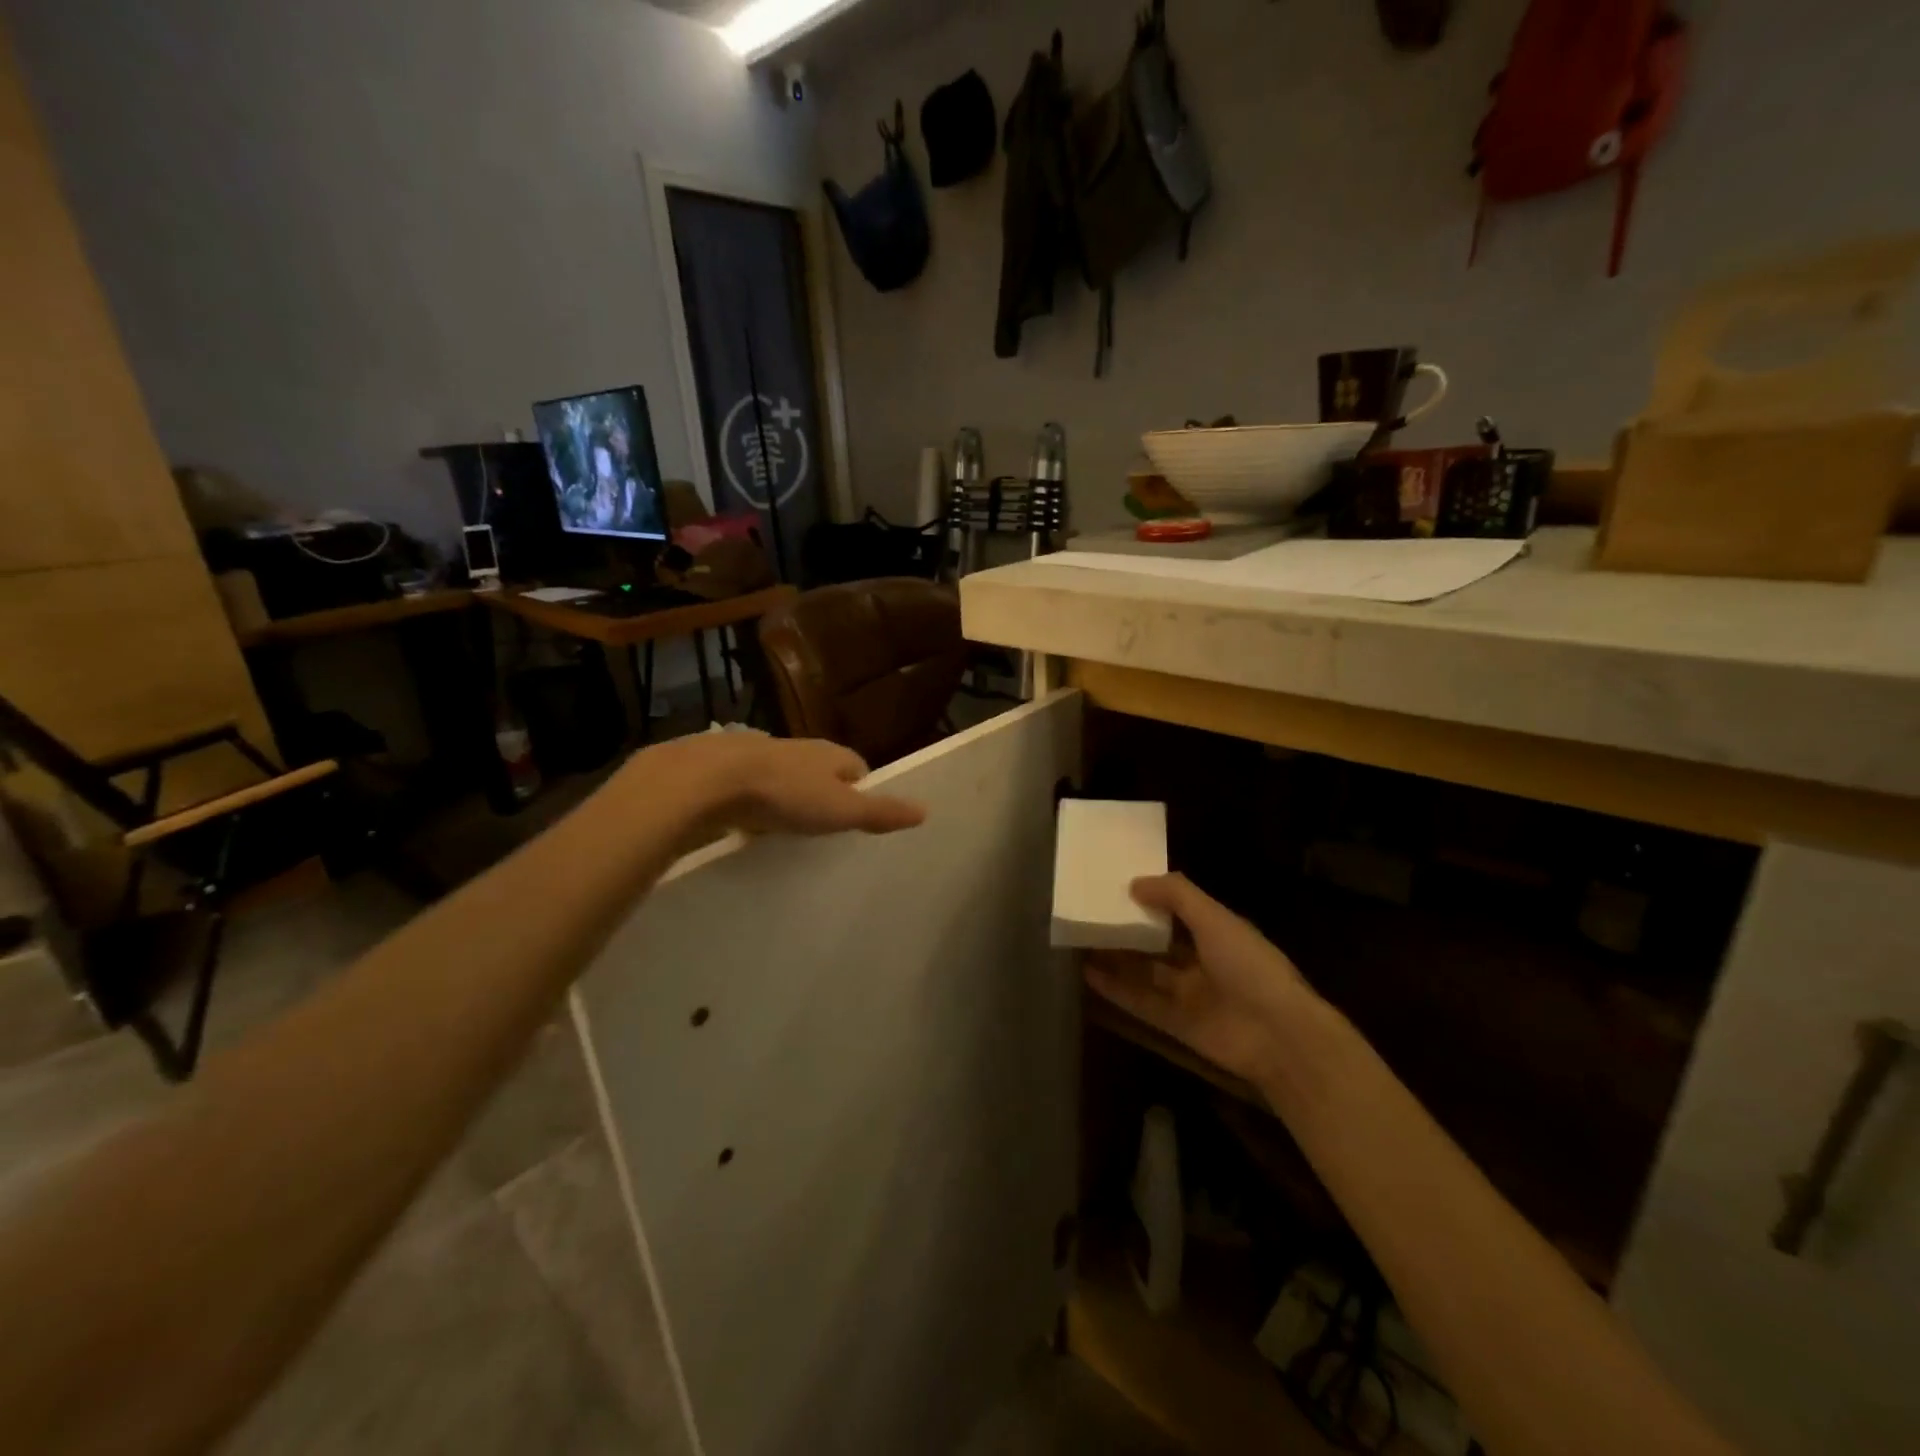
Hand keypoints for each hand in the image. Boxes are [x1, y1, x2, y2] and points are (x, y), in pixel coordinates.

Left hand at [649, 732, 925, 838]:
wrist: (709, 780)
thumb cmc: (785, 793)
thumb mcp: (840, 809)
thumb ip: (880, 812)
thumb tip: (925, 811)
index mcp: (830, 754)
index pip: (857, 768)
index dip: (861, 792)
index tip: (859, 819)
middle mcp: (798, 749)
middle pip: (820, 773)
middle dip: (823, 796)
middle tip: (824, 829)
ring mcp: (760, 757)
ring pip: (784, 780)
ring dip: (787, 800)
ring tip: (788, 832)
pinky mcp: (727, 771)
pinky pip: (751, 790)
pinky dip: (755, 806)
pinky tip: (749, 827)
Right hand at [1084, 874, 1320, 1092]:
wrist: (1278, 1035)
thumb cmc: (1249, 966)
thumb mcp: (1215, 918)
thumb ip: (1176, 895)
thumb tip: (1135, 883)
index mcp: (1218, 932)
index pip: (1180, 910)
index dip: (1152, 899)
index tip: (1117, 887)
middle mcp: (1203, 961)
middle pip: (1158, 943)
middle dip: (1128, 930)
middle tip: (1090, 915)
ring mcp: (1189, 994)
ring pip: (1144, 972)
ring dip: (1116, 958)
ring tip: (1081, 942)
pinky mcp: (1176, 1024)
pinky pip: (1140, 1002)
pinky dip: (1115, 989)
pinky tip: (1087, 974)